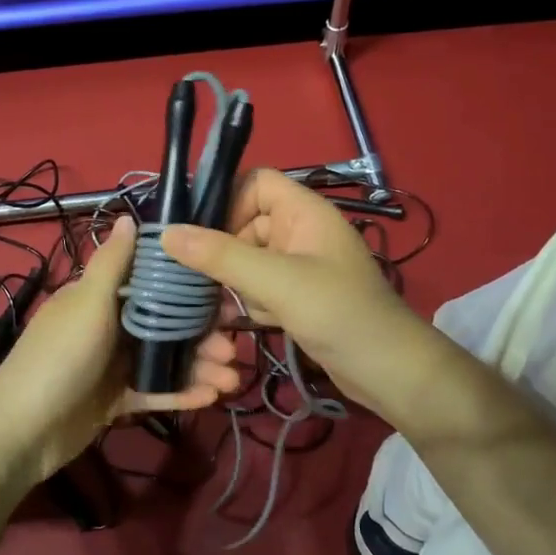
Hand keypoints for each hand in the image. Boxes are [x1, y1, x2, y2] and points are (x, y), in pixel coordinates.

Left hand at [0, 216, 239, 486]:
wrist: (22, 431)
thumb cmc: (59, 358)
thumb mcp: (88, 303)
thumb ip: (113, 263)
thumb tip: (128, 216)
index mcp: (100, 297)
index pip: (152, 284)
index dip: (188, 289)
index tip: (224, 296)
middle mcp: (109, 326)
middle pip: (166, 324)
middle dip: (202, 335)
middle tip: (234, 348)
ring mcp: (113, 365)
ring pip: (166, 359)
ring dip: (199, 367)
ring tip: (231, 380)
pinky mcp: (116, 400)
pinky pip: (155, 391)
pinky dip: (181, 393)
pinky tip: (211, 398)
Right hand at [161, 170, 433, 420]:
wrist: (388, 371)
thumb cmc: (338, 313)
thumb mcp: (276, 281)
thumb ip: (221, 256)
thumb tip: (166, 232)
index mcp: (304, 211)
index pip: (255, 183)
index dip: (226, 202)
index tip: (201, 235)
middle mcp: (301, 231)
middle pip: (244, 224)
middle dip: (224, 253)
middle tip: (202, 280)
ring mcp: (300, 265)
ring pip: (247, 260)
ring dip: (236, 284)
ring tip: (242, 307)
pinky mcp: (298, 296)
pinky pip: (259, 286)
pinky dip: (252, 303)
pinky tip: (259, 324)